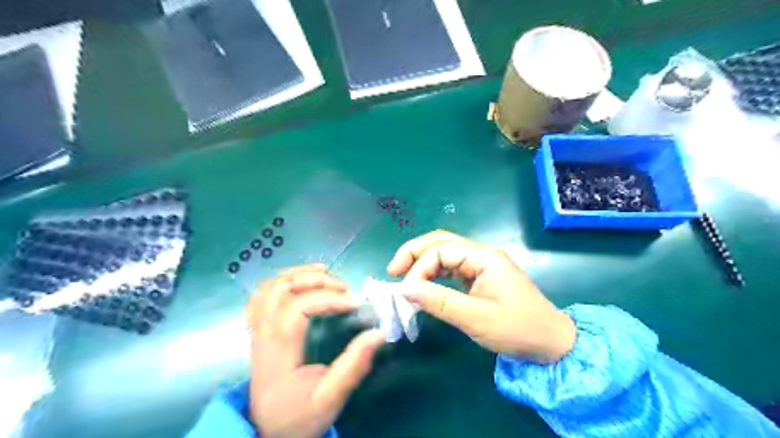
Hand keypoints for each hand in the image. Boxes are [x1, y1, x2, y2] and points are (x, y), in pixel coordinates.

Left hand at [248, 263, 383, 437]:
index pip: (298, 308)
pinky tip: (301, 280)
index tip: (354, 303)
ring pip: (268, 288)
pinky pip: (262, 296)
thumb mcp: (330, 399)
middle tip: (343, 286)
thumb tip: (378, 333)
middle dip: (315, 280)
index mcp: (279, 351)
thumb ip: (353, 366)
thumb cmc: (298, 416)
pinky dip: (282, 280)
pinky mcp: (259, 331)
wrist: (266, 432)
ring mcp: (257, 330)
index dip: (328, 299)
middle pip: (281, 290)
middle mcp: (264, 334)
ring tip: (325, 272)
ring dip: (297, 273)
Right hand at [389, 231, 573, 363]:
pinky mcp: (479, 275)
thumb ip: (439, 302)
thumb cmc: (517, 329)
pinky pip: (451, 266)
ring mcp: (481, 263)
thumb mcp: (476, 319)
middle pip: (440, 241)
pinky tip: (423, 283)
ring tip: (402, 275)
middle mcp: (481, 254)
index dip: (418, 268)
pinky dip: (433, 272)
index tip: (405, 292)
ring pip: (444, 251)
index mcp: (484, 257)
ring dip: (422, 261)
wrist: (551, 343)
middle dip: (414, 252)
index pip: (440, 250)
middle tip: (392, 270)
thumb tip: (405, 290)